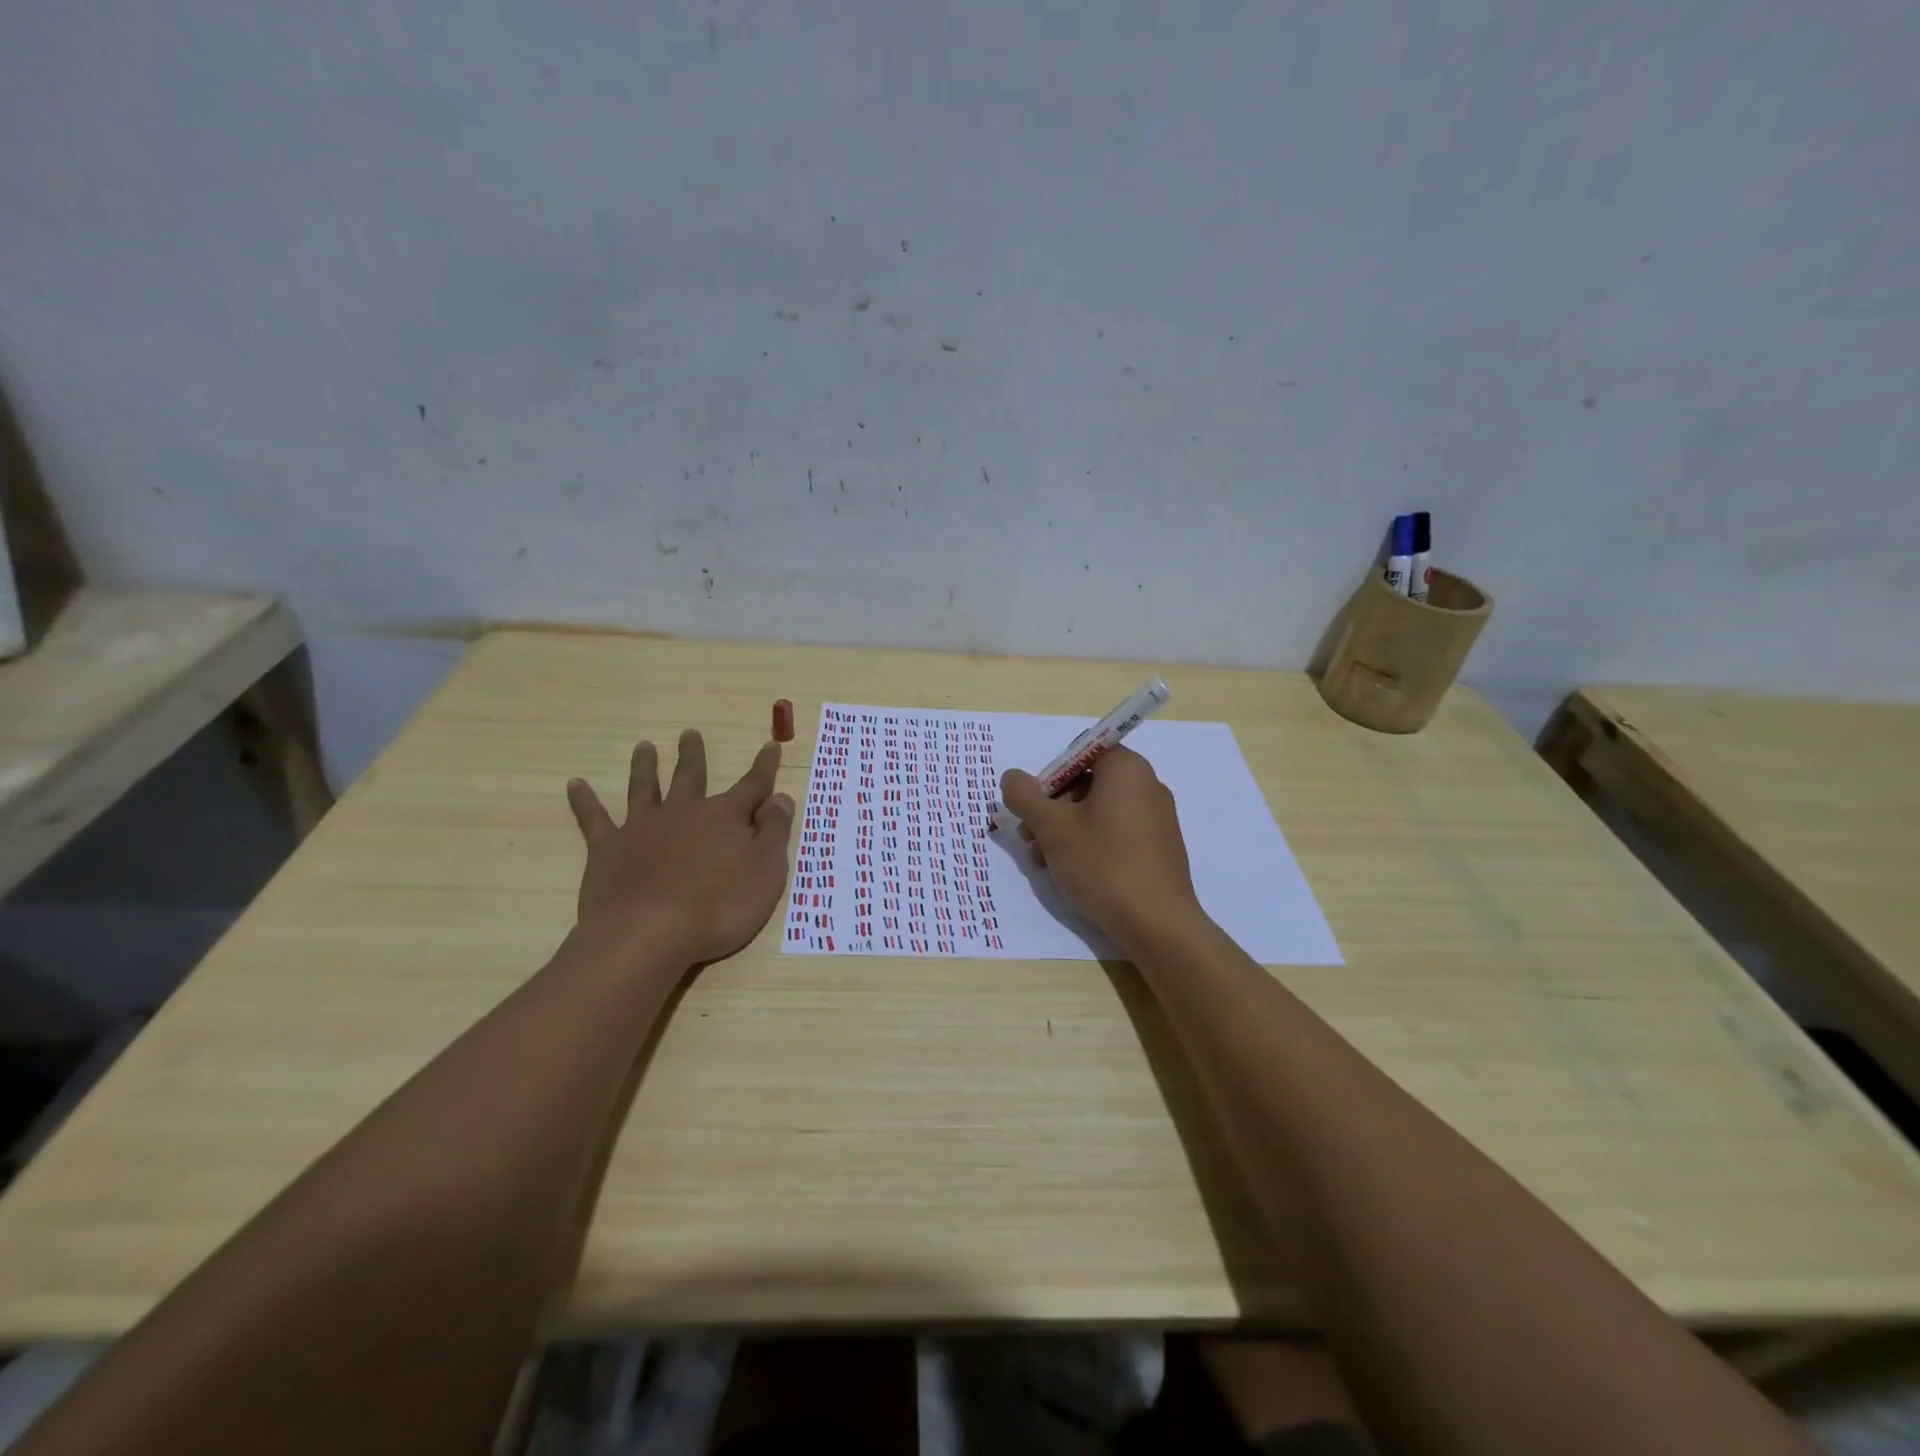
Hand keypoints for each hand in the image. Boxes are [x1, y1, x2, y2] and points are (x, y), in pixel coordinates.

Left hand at [566, 729, 795, 965]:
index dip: (764, 767)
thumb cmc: (719, 907)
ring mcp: (642, 828)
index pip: (753, 785)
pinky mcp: (608, 850)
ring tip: (643, 747)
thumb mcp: (766, 871)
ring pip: (644, 788)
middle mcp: (684, 812)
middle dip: (693, 755)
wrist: (648, 935)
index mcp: (725, 817)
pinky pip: (594, 819)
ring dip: (645, 766)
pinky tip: (575, 784)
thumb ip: (774, 832)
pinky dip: (584, 801)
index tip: (770, 745)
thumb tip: (780, 797)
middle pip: (691, 776)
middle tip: (688, 733)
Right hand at [999, 744, 1205, 949]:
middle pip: (1086, 783)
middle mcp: (1147, 784)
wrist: (1158, 924)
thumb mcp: (1052, 828)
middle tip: (1029, 839)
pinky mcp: (1159, 846)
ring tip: (1043, 863)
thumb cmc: (1103, 865)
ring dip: (1064, 830)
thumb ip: (1025, 796)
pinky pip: (1116, 832)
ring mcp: (1157, 817)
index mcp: (1126, 768)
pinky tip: (1071, 872)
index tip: (1034, 806)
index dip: (1051, 776)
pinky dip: (1090, 844)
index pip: (1080, 752)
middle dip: (1052, 809)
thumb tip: (1011, 777)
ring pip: (1097, 811)